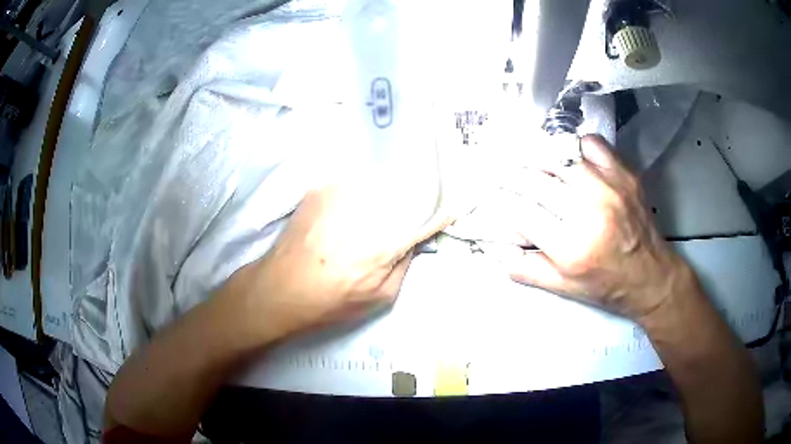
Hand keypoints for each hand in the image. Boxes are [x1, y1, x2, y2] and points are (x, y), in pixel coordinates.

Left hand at [225, 182, 452, 341]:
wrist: (280, 287)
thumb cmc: (332, 300)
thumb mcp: (381, 296)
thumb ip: (404, 263)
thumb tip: (414, 240)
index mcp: (389, 236)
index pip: (429, 213)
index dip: (445, 207)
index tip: (456, 202)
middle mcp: (369, 205)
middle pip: (406, 186)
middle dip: (421, 189)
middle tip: (428, 191)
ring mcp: (342, 190)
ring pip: (380, 177)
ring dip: (393, 181)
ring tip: (400, 184)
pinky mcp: (322, 187)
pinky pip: (353, 177)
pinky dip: (365, 181)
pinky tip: (364, 190)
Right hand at [505, 135, 690, 320]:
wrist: (651, 276)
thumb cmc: (606, 286)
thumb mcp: (563, 288)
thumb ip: (524, 268)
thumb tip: (492, 246)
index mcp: (572, 248)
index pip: (520, 211)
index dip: (501, 201)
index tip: (494, 197)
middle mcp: (591, 212)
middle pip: (536, 179)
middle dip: (513, 177)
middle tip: (506, 177)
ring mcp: (610, 187)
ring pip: (559, 155)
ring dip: (538, 157)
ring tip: (530, 162)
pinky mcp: (624, 174)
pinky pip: (590, 143)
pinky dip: (573, 145)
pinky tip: (568, 158)